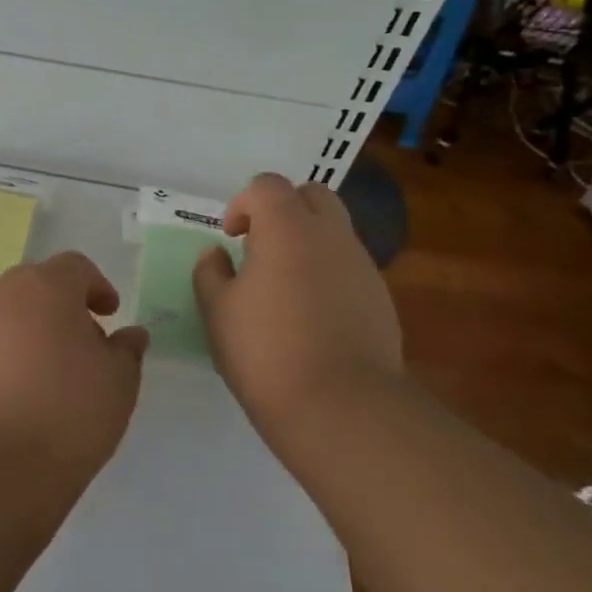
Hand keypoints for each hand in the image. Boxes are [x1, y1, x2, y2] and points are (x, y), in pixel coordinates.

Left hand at [0, 251, 148, 475]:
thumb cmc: (67, 414)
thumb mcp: (119, 384)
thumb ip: (127, 351)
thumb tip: (129, 335)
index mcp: (45, 287)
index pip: (74, 267)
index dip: (96, 286)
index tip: (108, 314)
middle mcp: (0, 295)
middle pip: (34, 286)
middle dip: (58, 306)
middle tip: (78, 344)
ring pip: (2, 315)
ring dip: (24, 332)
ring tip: (42, 376)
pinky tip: (9, 398)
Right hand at [192, 174, 402, 453]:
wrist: (342, 406)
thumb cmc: (266, 351)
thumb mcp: (217, 311)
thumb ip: (210, 273)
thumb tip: (216, 255)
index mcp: (287, 227)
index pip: (267, 185)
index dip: (243, 203)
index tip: (231, 237)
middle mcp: (330, 234)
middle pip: (312, 194)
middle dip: (284, 208)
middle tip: (261, 245)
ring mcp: (361, 265)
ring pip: (335, 230)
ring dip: (308, 240)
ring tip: (284, 284)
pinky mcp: (380, 297)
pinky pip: (349, 265)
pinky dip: (328, 272)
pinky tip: (311, 314)